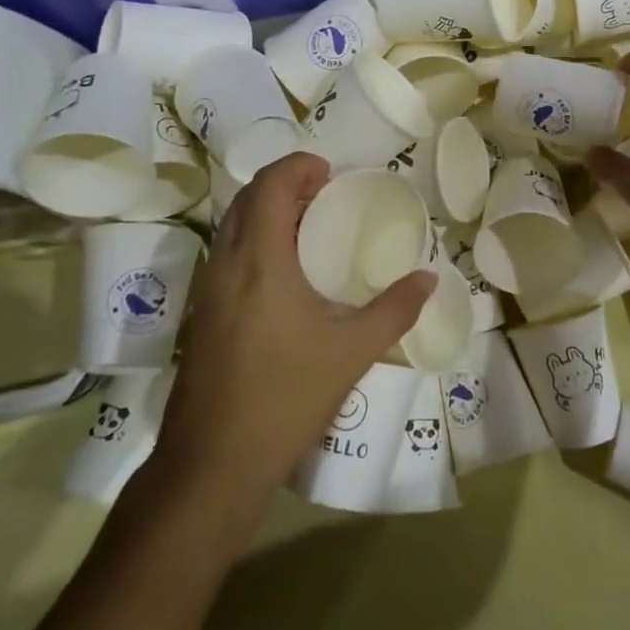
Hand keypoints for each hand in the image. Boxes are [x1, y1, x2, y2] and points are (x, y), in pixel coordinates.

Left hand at [146, 152, 434, 523]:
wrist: (214, 462)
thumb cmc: (287, 398)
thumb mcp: (352, 352)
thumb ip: (395, 310)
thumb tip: (429, 278)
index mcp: (261, 261)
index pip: (271, 185)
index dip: (298, 166)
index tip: (329, 172)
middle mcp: (227, 264)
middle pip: (247, 198)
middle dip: (283, 183)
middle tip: (323, 193)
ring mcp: (207, 290)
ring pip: (232, 226)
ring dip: (265, 210)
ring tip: (307, 226)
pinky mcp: (201, 315)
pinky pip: (226, 253)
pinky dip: (253, 239)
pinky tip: (283, 274)